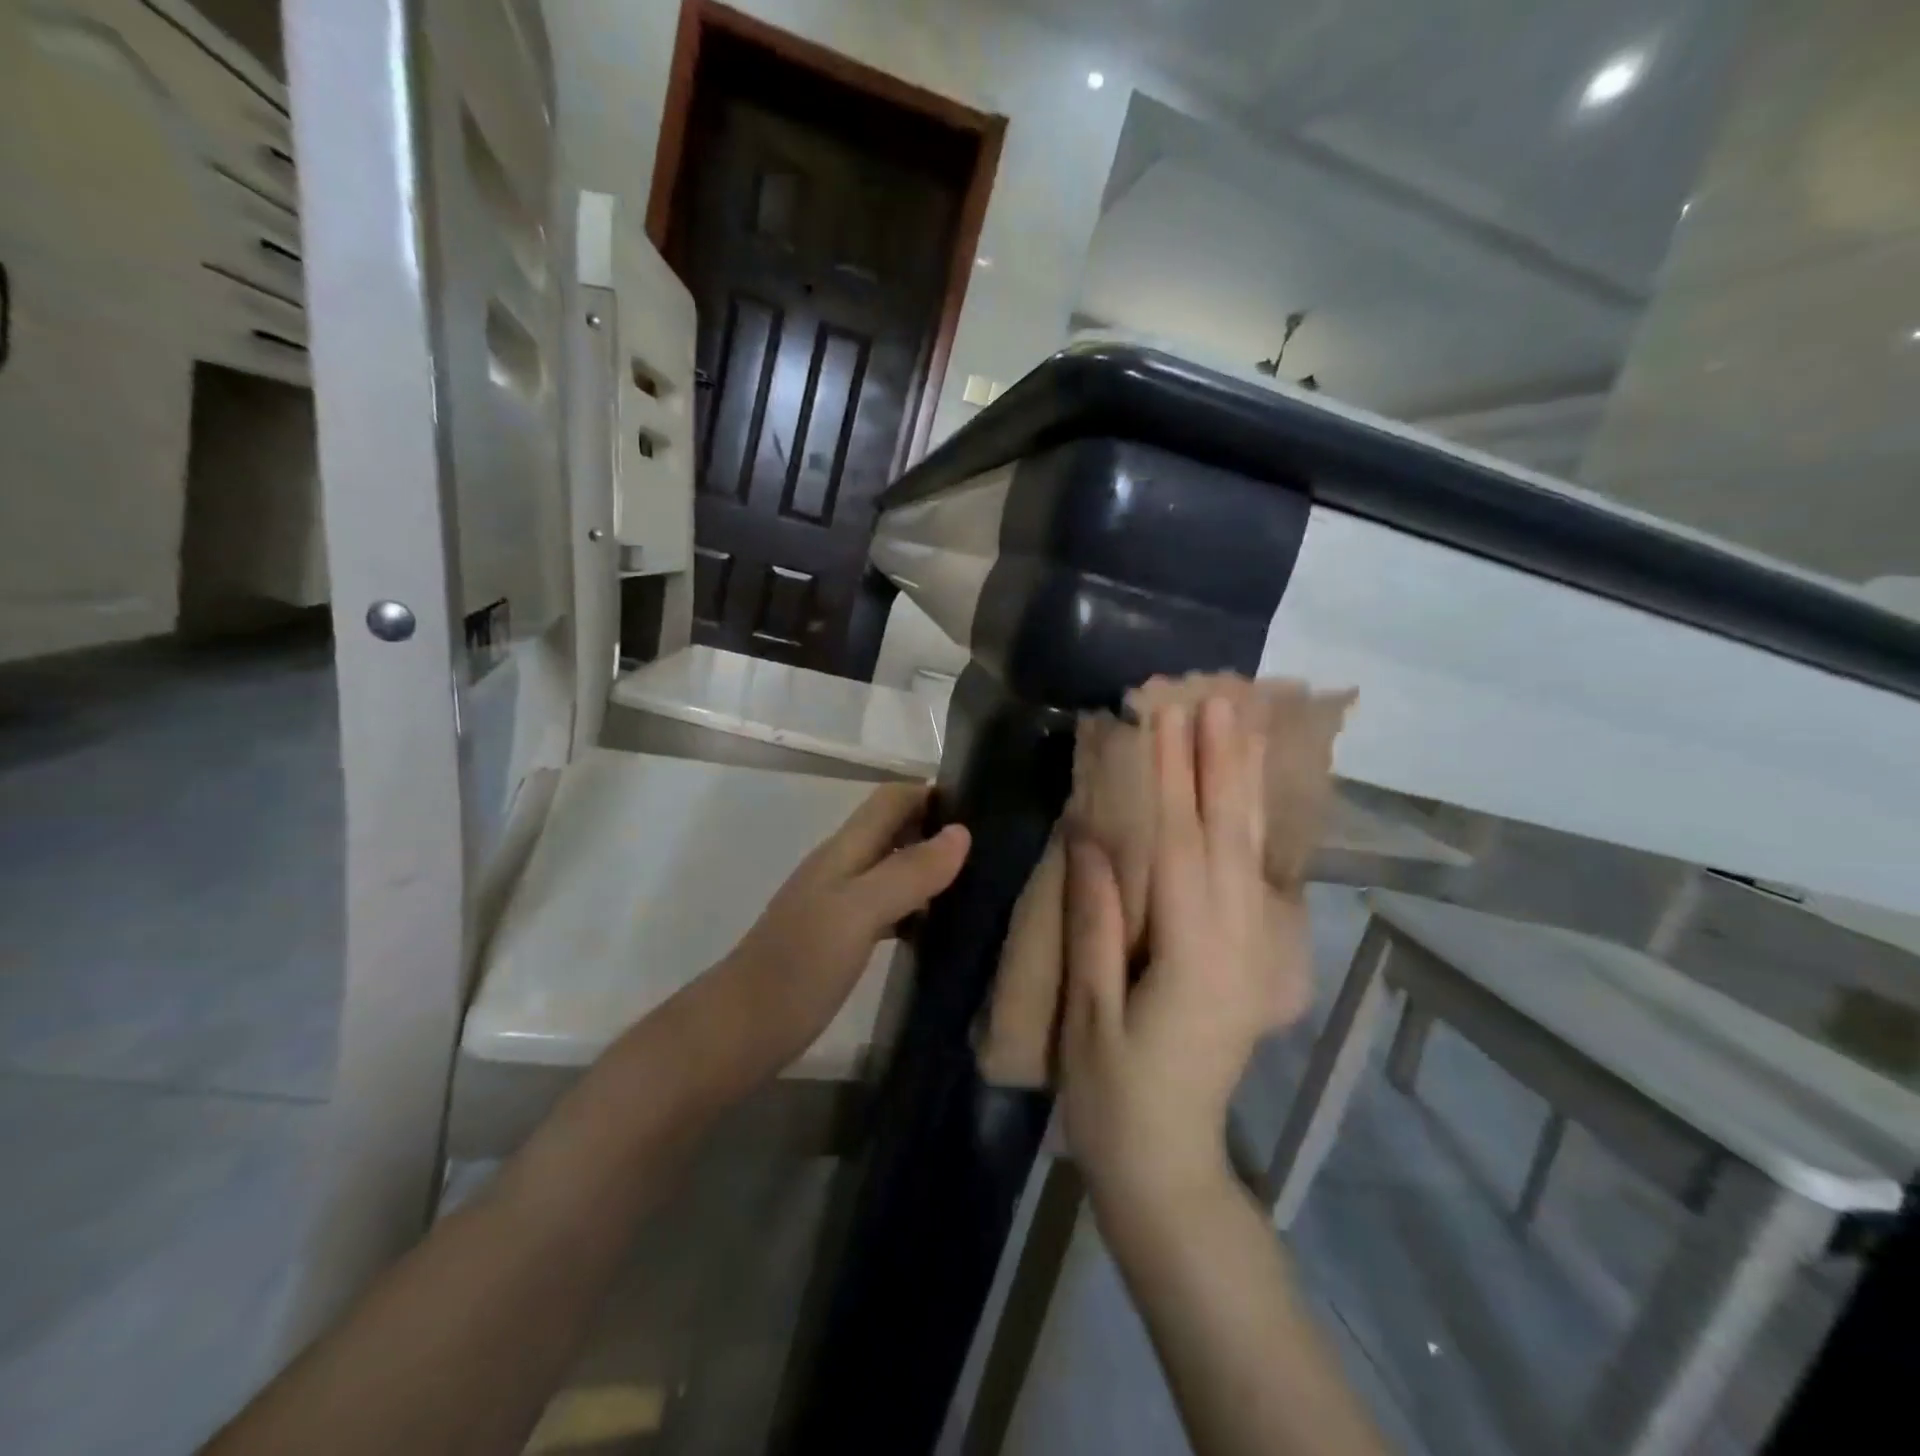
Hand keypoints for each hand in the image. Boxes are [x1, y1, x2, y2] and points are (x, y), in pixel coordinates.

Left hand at [719, 782, 969, 1078]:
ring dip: (929, 871)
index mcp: (844, 851)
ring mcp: (838, 905)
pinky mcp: (839, 940)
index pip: (892, 799)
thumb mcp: (858, 913)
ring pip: (892, 870)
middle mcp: (842, 868)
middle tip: (991, 852)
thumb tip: (961, 833)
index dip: (932, 794)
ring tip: (978, 888)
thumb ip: (908, 872)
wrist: (739, 1032)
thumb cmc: (798, 967)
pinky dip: (915, 909)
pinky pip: (887, 909)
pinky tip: (939, 931)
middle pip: (894, 830)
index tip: (983, 807)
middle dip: (937, 830)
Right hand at [1060, 697, 1310, 1207]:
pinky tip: (1253, 794)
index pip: (1182, 847)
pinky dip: (1256, 827)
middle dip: (1222, 763)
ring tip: (1243, 725)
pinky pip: (1259, 877)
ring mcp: (1254, 952)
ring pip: (1254, 852)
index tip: (1162, 718)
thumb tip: (1091, 839)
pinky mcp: (1253, 958)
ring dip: (1245, 784)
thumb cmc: (1113, 1096)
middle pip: (1231, 837)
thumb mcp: (1090, 1013)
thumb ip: (1096, 923)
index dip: (1172, 779)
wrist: (1169, 1165)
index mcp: (1195, 958)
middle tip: (1217, 698)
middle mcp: (1239, 945)